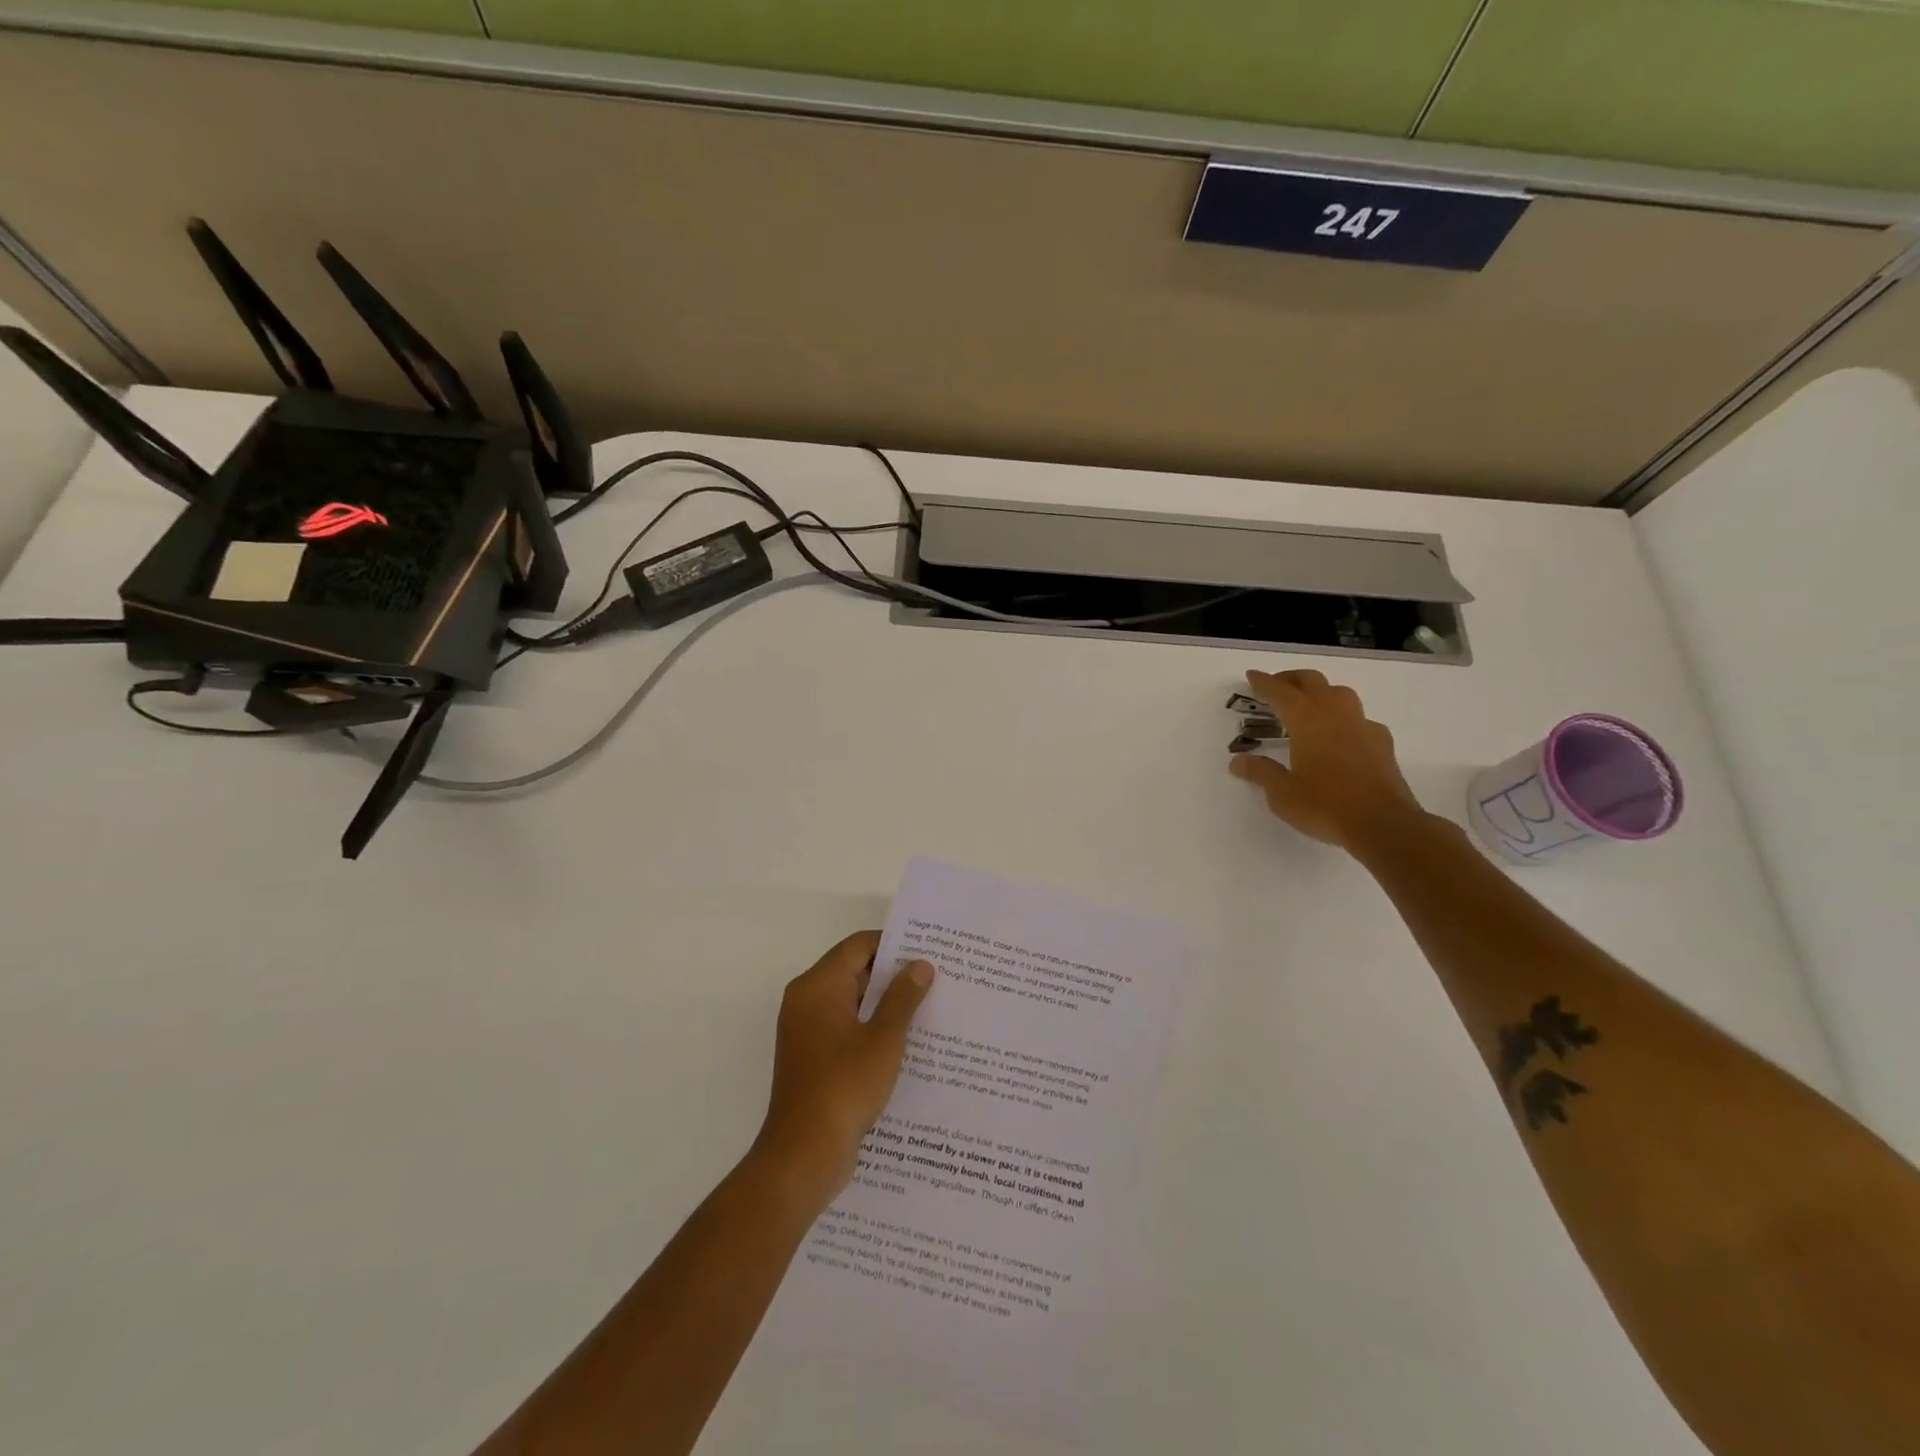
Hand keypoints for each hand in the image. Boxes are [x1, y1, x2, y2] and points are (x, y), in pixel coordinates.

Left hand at [750, 931, 934, 1211]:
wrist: (803, 1155)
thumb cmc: (844, 1087)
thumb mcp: (884, 1039)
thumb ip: (903, 997)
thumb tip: (919, 965)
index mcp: (817, 987)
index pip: (858, 946)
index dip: (893, 944)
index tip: (928, 948)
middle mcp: (807, 1001)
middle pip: (854, 971)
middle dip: (894, 975)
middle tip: (937, 976)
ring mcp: (807, 1032)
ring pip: (852, 1002)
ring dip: (886, 1004)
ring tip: (930, 1006)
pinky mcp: (813, 1059)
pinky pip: (846, 1029)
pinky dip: (873, 1028)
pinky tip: (908, 1041)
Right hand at [1229, 668, 1427, 852]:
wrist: (1384, 824)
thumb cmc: (1325, 806)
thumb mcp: (1282, 794)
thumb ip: (1261, 773)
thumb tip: (1237, 761)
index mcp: (1307, 720)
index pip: (1281, 693)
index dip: (1264, 683)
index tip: (1252, 676)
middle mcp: (1336, 714)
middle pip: (1313, 682)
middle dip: (1291, 679)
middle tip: (1276, 685)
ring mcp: (1363, 726)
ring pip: (1340, 693)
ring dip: (1320, 692)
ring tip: (1307, 705)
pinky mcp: (1382, 742)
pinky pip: (1359, 718)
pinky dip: (1343, 718)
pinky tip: (1339, 736)